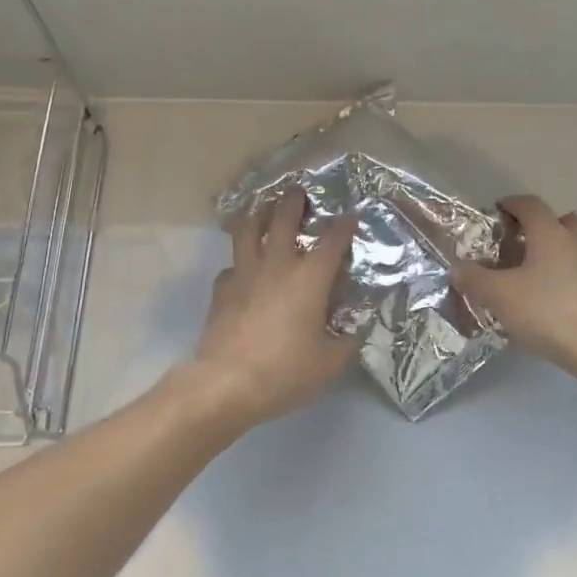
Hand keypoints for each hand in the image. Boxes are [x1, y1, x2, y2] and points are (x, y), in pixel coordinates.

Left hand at [193, 191, 357, 427]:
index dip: (345, 224)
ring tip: (263, 212)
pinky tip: (242, 273)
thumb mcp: (330, 362)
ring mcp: (244, 274)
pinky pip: (230, 267)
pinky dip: (239, 264)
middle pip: (283, 218)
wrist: (227, 383)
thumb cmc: (285, 371)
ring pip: (247, 230)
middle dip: (293, 201)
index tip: (352, 214)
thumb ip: (347, 342)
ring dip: (257, 216)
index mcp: (309, 278)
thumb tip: (356, 330)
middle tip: (299, 192)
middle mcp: (276, 265)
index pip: (332, 240)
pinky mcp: (221, 290)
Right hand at [455, 194, 576, 380]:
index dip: (511, 204)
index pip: (531, 204)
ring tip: (526, 280)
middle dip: (539, 227)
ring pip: (573, 249)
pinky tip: (545, 305)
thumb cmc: (548, 312)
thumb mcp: (499, 295)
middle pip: (562, 221)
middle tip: (517, 244)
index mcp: (551, 234)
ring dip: (551, 255)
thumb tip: (457, 268)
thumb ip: (473, 279)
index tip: (495, 213)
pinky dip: (562, 281)